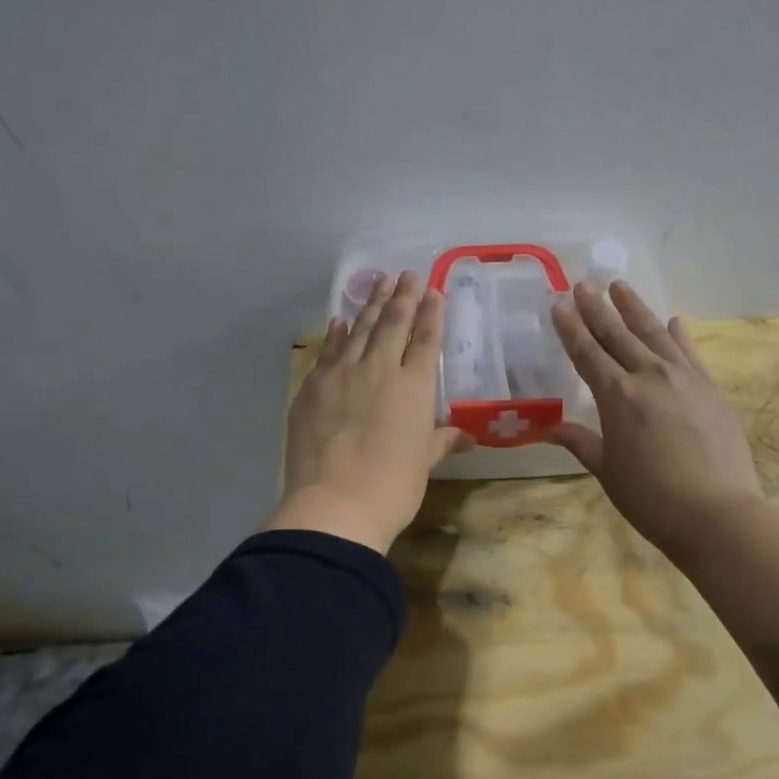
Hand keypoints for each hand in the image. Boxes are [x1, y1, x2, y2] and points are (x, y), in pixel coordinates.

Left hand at [266, 270, 472, 552]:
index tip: (433, 291)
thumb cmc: (393, 487)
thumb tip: (465, 435)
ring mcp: (341, 375)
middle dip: (402, 297)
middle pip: (392, 325)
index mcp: (414, 387)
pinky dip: (335, 335)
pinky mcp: (312, 388)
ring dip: (370, 306)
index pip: (425, 340)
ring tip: (378, 284)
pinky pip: (327, 352)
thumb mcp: (423, 463)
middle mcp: (379, 369)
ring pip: (359, 330)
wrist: (335, 504)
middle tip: (406, 274)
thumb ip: (441, 441)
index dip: (431, 314)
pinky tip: (339, 322)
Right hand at [549, 280, 765, 562]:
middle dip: (598, 308)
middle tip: (584, 283)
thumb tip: (549, 428)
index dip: (571, 327)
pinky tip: (673, 321)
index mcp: (617, 396)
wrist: (717, 513)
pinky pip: (690, 353)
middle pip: (618, 334)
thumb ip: (580, 442)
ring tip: (620, 286)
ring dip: (635, 309)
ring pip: (654, 333)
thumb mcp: (607, 470)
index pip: (587, 352)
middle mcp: (649, 376)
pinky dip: (679, 335)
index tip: (559, 303)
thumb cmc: (651, 497)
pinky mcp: (710, 389)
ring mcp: (685, 378)